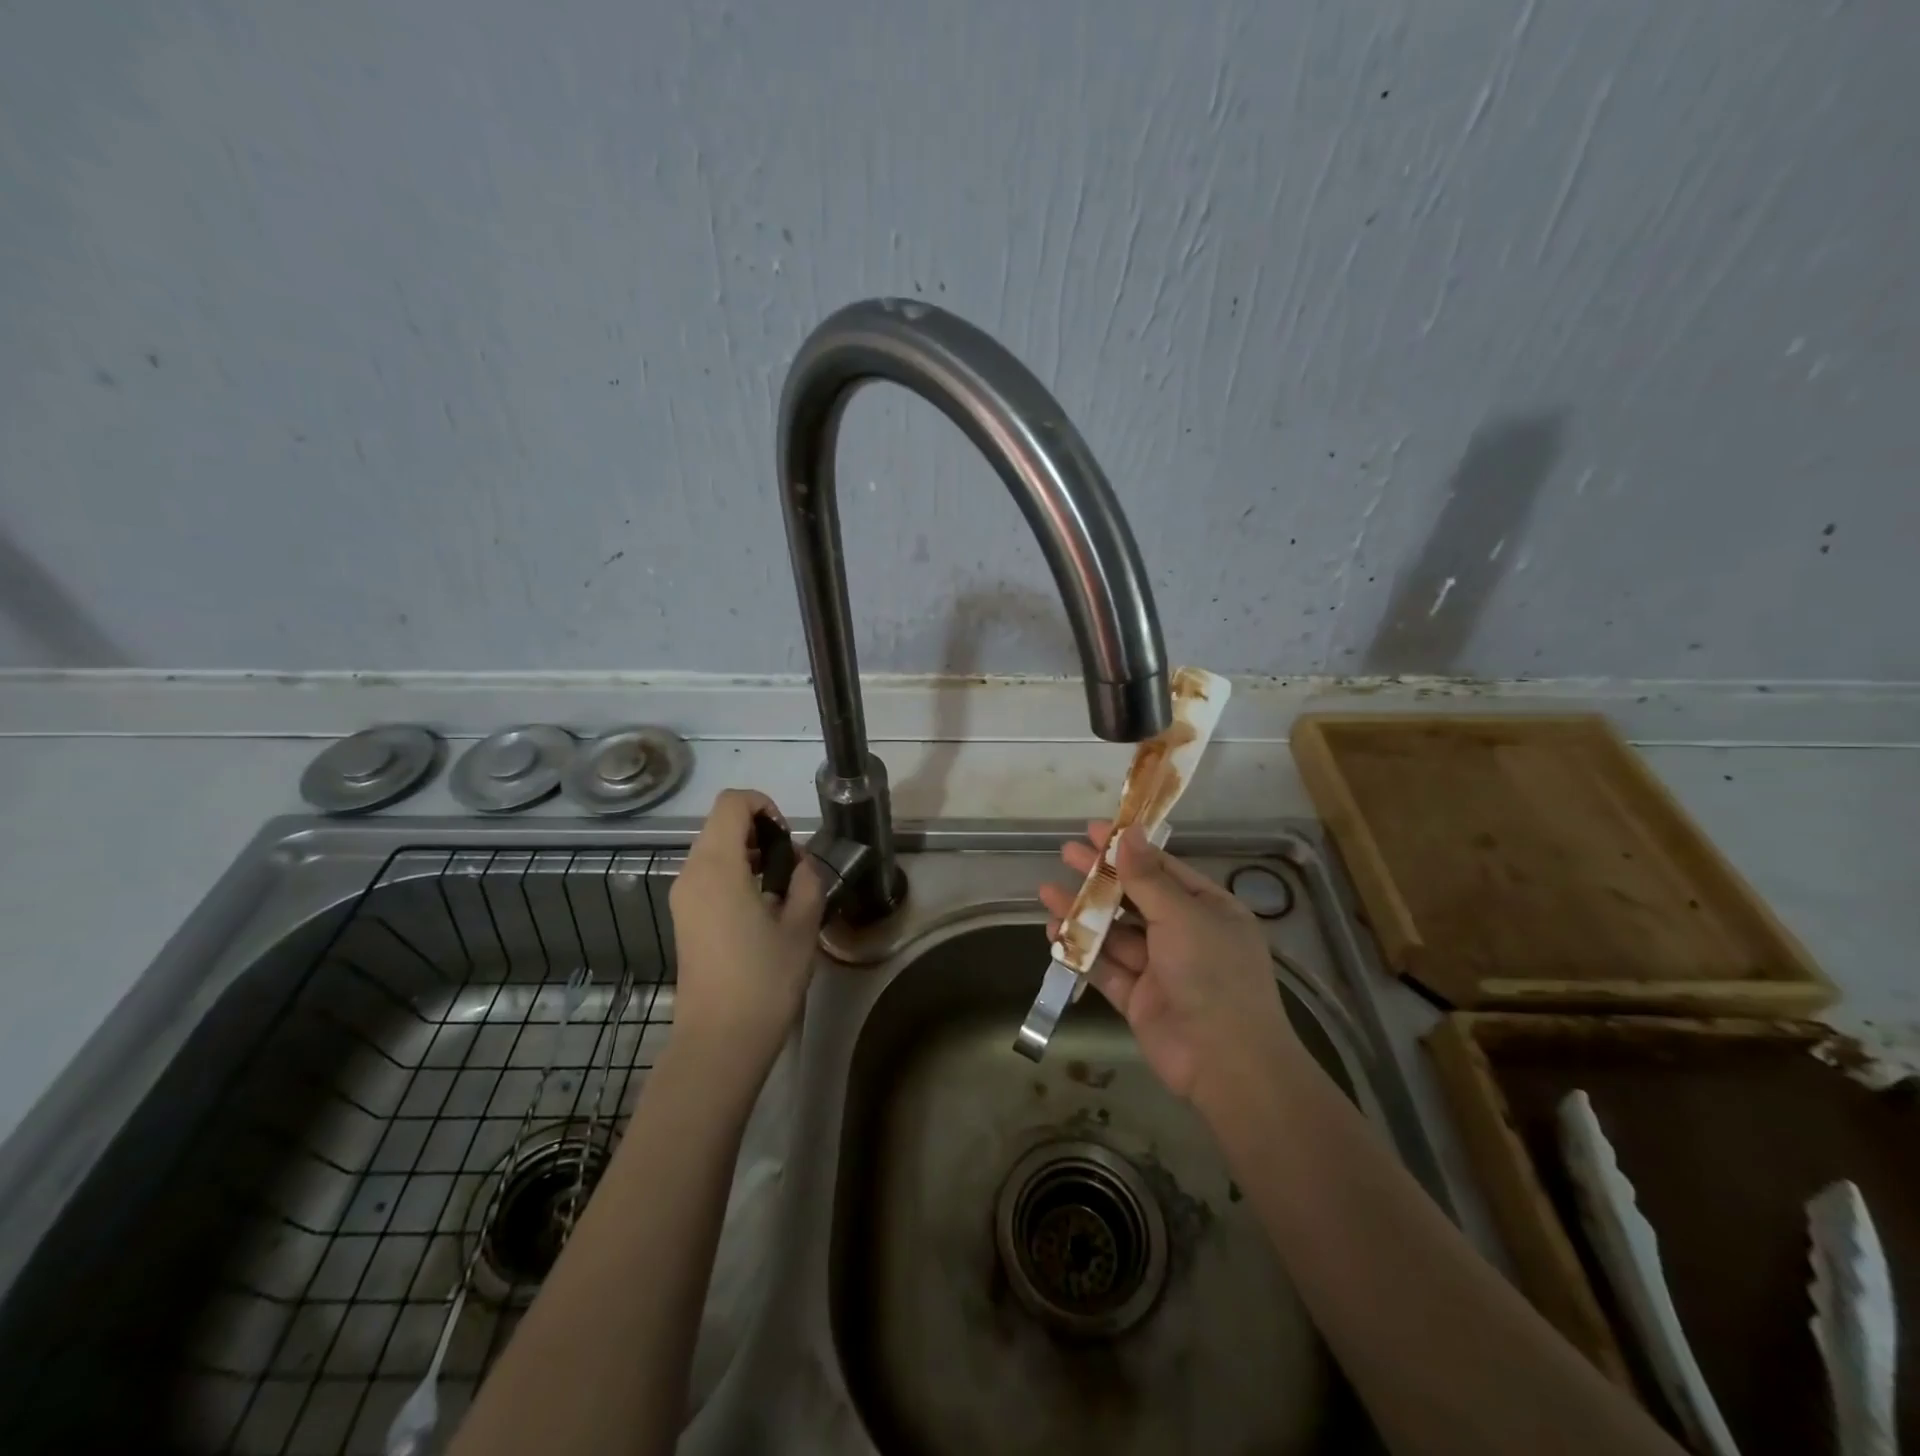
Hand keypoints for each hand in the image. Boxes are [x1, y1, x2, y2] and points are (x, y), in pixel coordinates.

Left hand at [667, 789, 826, 1070]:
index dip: (765, 805)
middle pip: (721, 824)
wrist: (719, 1041)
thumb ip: (808, 881)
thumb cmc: (764, 980)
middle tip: (793, 866)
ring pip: (714, 850)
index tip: (789, 838)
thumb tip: (801, 865)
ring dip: (749, 853)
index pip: (732, 803)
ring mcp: (683, 898)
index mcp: (717, 866)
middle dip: (760, 831)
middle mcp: (691, 874)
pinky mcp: (684, 919)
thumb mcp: (802, 926)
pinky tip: (762, 908)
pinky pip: (708, 876)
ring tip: (783, 887)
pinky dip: (736, 874)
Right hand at [1037, 822, 1297, 1104]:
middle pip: (1134, 897)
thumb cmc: (1212, 973)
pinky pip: (1105, 967)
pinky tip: (1054, 933)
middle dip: (1100, 877)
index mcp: (1208, 909)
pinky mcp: (1138, 998)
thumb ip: (1147, 877)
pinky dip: (1081, 951)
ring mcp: (1160, 968)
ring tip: (1046, 893)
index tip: (1094, 830)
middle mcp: (1185, 934)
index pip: (1163, 869)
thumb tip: (1129, 832)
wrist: (1225, 1062)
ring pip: (1115, 932)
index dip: (1128, 848)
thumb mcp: (1181, 915)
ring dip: (1083, 913)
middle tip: (1065, 854)